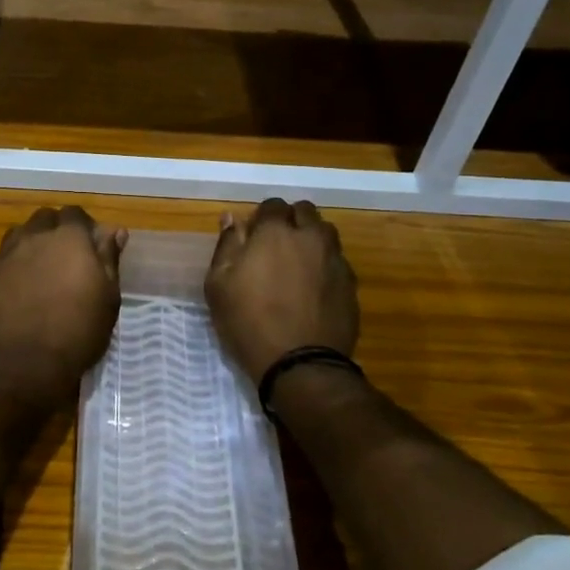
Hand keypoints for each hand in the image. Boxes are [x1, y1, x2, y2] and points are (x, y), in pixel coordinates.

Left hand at [0, 205, 127, 404]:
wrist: (26, 363)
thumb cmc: (78, 331)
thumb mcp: (108, 297)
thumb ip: (109, 258)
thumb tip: (114, 230)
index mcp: (69, 238)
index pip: (75, 214)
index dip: (83, 226)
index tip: (90, 246)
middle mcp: (35, 237)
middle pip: (45, 219)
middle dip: (56, 230)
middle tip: (66, 257)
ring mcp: (7, 254)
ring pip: (21, 234)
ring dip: (33, 243)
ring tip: (42, 269)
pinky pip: (4, 258)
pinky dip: (14, 264)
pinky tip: (21, 287)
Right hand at [205, 198, 358, 383]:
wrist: (300, 364)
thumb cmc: (248, 322)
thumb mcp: (218, 285)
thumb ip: (227, 246)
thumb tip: (232, 218)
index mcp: (275, 233)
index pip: (272, 205)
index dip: (261, 218)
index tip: (253, 236)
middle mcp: (310, 238)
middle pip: (305, 212)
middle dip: (291, 221)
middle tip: (275, 246)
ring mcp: (335, 260)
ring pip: (326, 234)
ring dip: (311, 239)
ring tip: (297, 264)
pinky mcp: (351, 284)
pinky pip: (337, 262)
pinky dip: (324, 265)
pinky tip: (313, 288)